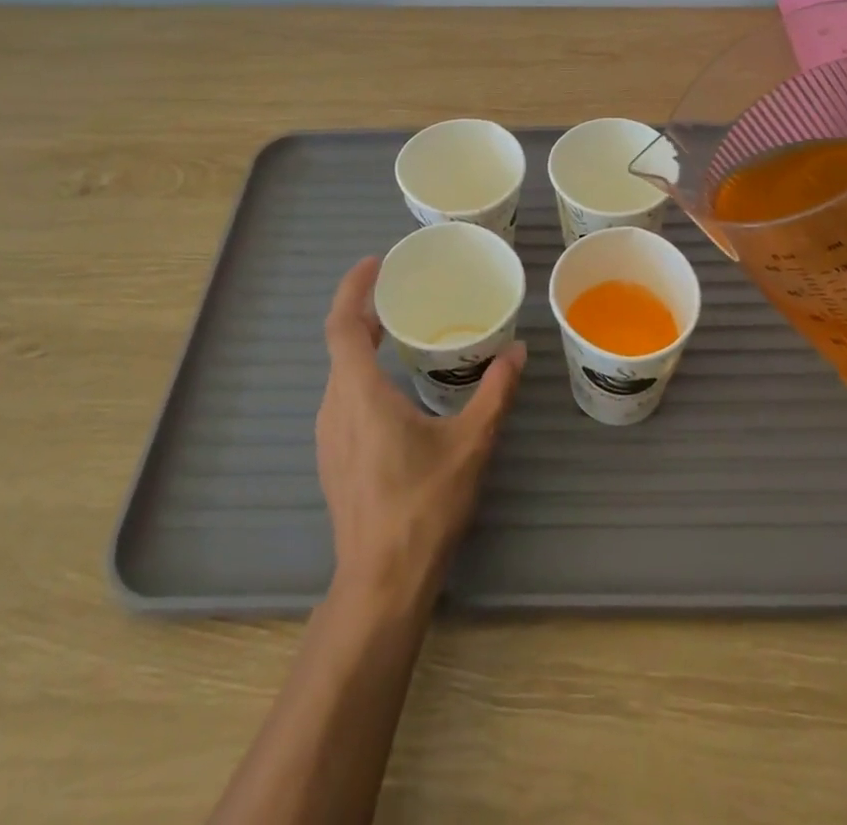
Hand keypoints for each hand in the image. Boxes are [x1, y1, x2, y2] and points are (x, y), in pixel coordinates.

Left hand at [317, 257, 525, 603]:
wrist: (381, 582)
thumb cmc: (423, 506)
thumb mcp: (470, 444)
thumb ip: (494, 393)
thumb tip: (517, 352)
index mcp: (360, 393)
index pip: (342, 324)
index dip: (353, 288)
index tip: (375, 263)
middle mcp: (335, 406)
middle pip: (340, 344)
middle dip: (364, 311)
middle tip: (399, 292)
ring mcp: (329, 435)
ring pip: (340, 372)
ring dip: (362, 344)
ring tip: (400, 331)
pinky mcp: (334, 456)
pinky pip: (343, 397)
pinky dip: (362, 373)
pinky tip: (394, 387)